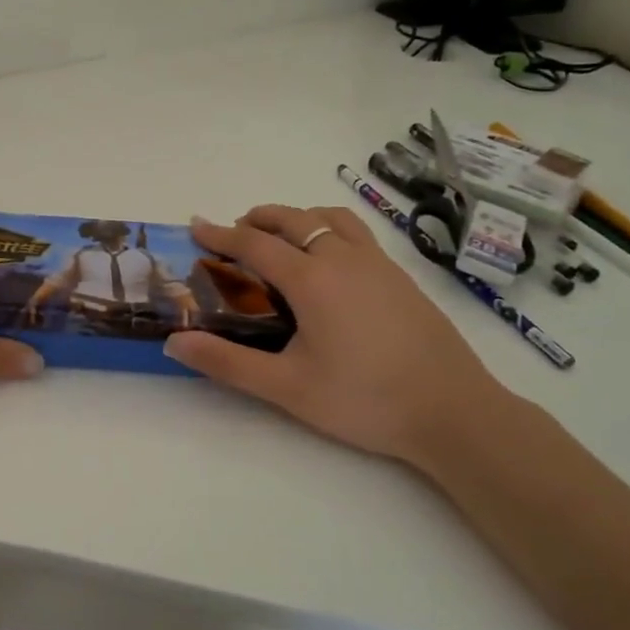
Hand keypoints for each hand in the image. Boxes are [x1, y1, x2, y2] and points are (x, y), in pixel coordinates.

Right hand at [163, 205, 510, 470]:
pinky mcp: (401, 276)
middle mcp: (343, 258)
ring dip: (297, 218)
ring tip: (281, 238)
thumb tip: (175, 343)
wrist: (454, 412)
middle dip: (258, 218)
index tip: (196, 227)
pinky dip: (329, 228)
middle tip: (235, 233)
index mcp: (311, 279)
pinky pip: (356, 232)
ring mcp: (378, 263)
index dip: (220, 234)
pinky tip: (330, 262)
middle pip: (293, 218)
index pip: (254, 243)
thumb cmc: (364, 399)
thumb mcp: (287, 388)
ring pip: (330, 217)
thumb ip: (227, 363)